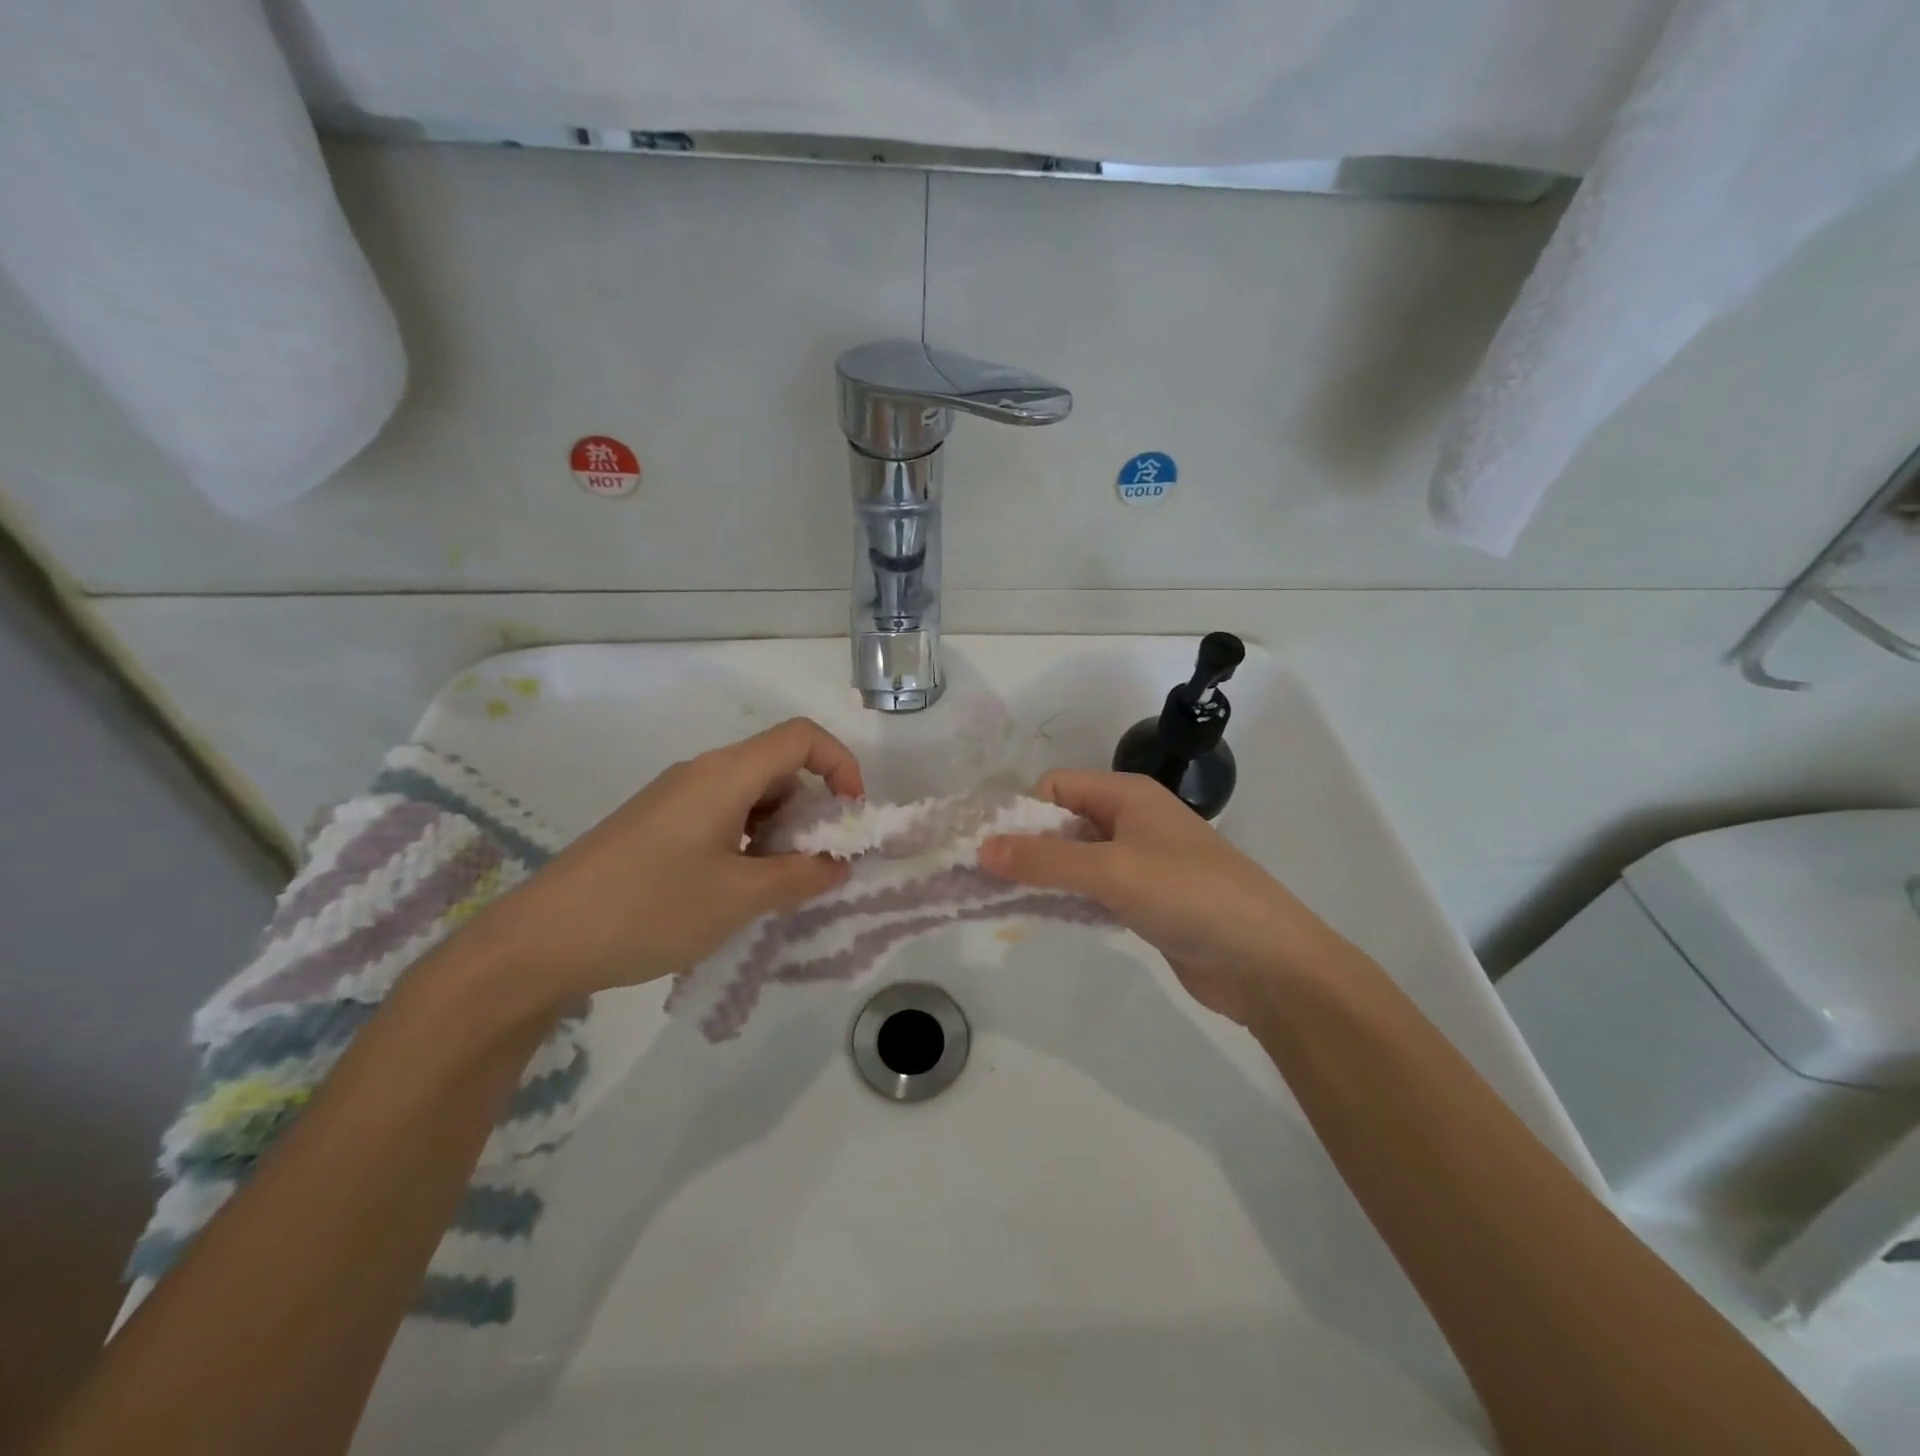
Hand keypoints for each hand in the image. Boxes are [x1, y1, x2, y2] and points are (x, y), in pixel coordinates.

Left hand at [474, 718, 863, 1005]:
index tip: (851, 816)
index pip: (801, 738)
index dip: (840, 765)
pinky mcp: (656, 827)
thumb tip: (837, 864)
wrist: (540, 942)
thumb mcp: (739, 898)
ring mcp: (674, 800)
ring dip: (779, 833)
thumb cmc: (650, 908)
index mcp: (724, 775)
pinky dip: (747, 844)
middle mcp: (701, 774)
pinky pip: (720, 818)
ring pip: (750, 797)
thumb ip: (800, 876)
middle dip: (811, 811)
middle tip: (817, 865)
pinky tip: (737, 891)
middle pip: (777, 768)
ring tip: (777, 886)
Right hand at [979, 770, 1345, 1025]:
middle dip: (1026, 846)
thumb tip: (981, 848)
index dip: (1022, 813)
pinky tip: (1044, 918)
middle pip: (1063, 820)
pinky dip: (1067, 897)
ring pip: (1075, 857)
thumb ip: (1045, 859)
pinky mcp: (1145, 899)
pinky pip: (1092, 888)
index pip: (1056, 786)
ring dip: (1043, 875)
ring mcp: (1140, 861)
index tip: (992, 852)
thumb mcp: (1112, 870)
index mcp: (1127, 794)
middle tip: (987, 881)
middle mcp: (1131, 819)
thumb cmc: (1189, 895)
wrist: (1266, 961)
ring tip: (1004, 902)